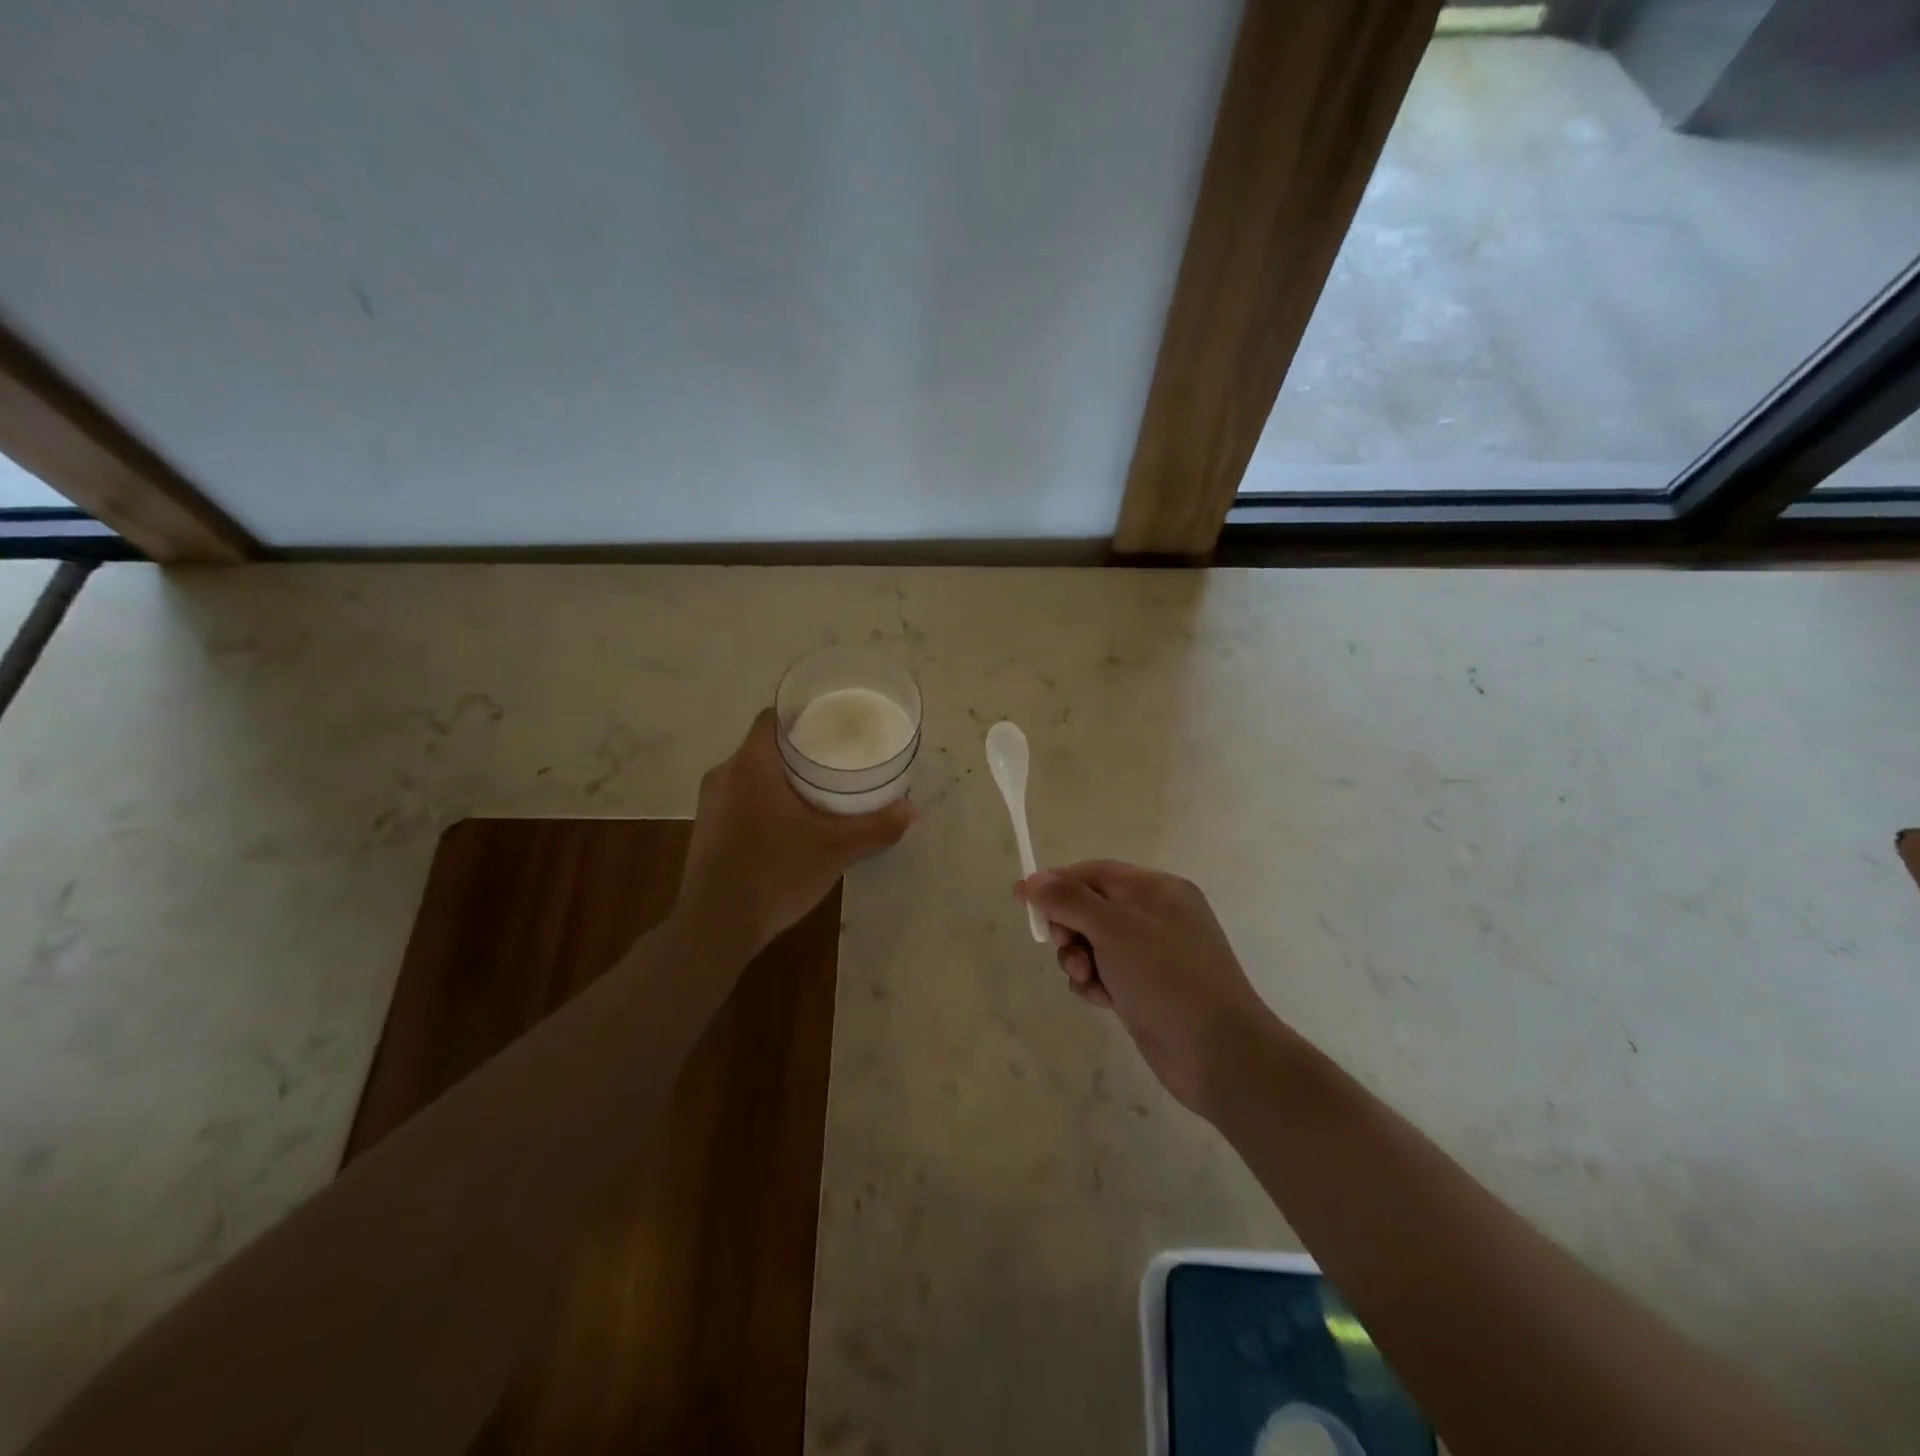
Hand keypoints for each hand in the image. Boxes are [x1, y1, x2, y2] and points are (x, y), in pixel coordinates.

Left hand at [675, 709, 914, 961]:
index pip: (773, 717)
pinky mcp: (707, 828)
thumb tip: (913, 812)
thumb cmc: (774, 875)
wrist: (715, 928)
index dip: (802, 713)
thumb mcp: (835, 851)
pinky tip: (789, 821)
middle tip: (836, 757)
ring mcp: (709, 803)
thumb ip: (877, 828)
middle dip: (799, 748)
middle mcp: (724, 775)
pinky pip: (740, 796)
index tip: (832, 723)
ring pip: (751, 772)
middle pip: (764, 744)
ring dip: (781, 775)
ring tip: (818, 788)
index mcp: (751, 766)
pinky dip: (765, 798)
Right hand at [1016, 862, 1272, 1115]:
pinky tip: (1102, 1000)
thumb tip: (1031, 879)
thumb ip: (1069, 900)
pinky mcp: (1147, 988)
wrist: (1220, 1055)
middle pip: (1091, 907)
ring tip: (1088, 980)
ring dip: (1080, 959)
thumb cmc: (1167, 979)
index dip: (1056, 883)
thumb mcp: (1114, 929)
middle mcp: (1156, 915)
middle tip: (1065, 947)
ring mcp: (1153, 954)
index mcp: (1157, 890)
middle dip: (1070, 927)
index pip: (1095, 872)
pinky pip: (1106, 972)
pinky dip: (1096, 982)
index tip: (1022, 901)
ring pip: (1094, 943)